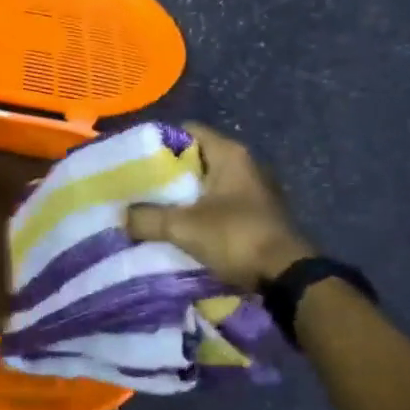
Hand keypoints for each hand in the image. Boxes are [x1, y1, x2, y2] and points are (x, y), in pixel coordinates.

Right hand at [125, 123, 316, 290]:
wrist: (286, 277)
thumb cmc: (236, 237)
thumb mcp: (183, 227)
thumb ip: (148, 218)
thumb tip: (123, 217)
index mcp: (229, 154)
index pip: (187, 131)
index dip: (159, 142)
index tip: (134, 158)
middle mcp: (243, 165)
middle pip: (195, 159)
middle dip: (166, 172)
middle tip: (137, 185)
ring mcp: (252, 190)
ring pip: (205, 184)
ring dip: (181, 196)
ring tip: (149, 206)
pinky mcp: (255, 214)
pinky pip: (217, 204)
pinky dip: (197, 211)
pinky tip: (176, 225)